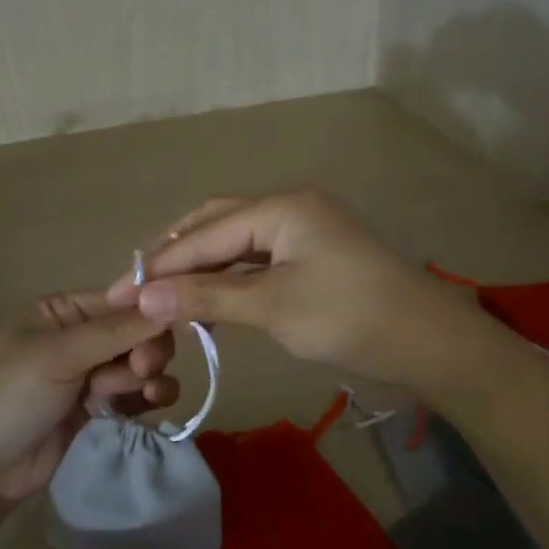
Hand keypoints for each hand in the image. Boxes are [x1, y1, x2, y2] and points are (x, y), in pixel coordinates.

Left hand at [0, 293, 178, 501]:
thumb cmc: (9, 397)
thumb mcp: (59, 355)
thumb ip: (116, 330)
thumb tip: (171, 299)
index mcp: (63, 310)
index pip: (122, 299)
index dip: (150, 311)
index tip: (171, 327)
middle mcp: (79, 335)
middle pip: (137, 331)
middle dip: (146, 349)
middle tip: (141, 370)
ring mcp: (89, 373)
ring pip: (141, 363)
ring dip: (148, 375)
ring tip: (143, 393)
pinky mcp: (98, 408)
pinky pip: (136, 392)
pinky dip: (149, 394)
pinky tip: (151, 403)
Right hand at [105, 190, 483, 391]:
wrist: (430, 342)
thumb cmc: (349, 318)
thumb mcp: (273, 307)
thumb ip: (207, 296)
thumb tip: (143, 298)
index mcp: (281, 207)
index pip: (204, 233)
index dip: (159, 265)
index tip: (119, 294)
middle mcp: (289, 207)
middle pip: (216, 223)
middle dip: (177, 255)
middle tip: (140, 290)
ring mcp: (305, 229)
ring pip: (237, 240)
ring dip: (202, 266)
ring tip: (166, 295)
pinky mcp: (314, 254)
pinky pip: (258, 257)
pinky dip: (229, 276)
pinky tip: (210, 297)